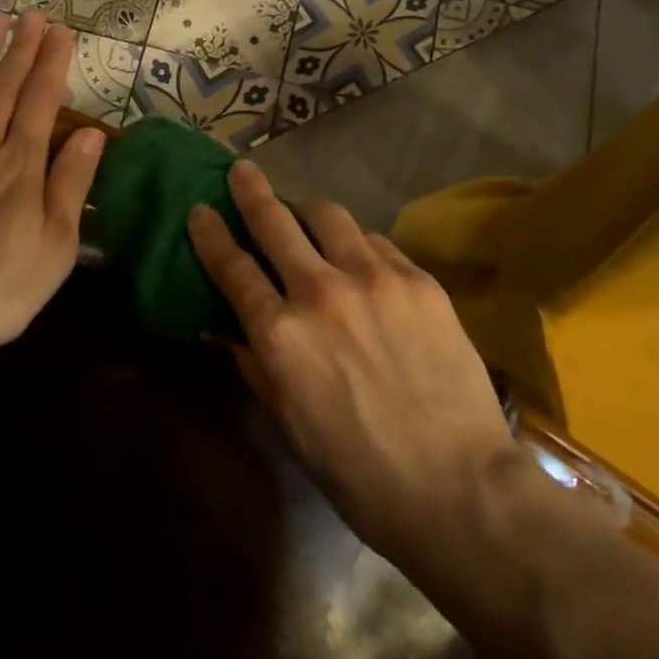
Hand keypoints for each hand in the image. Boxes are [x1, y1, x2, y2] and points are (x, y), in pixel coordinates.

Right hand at [188, 161, 522, 564]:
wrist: (458, 487)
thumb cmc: (358, 471)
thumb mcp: (288, 422)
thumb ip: (253, 363)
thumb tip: (223, 325)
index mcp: (281, 334)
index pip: (232, 267)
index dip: (210, 234)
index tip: (200, 210)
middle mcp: (321, 292)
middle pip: (275, 221)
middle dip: (251, 190)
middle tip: (242, 171)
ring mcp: (374, 278)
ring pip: (328, 215)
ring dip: (307, 211)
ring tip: (306, 216)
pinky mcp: (418, 279)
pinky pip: (376, 242)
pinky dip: (358, 244)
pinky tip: (362, 261)